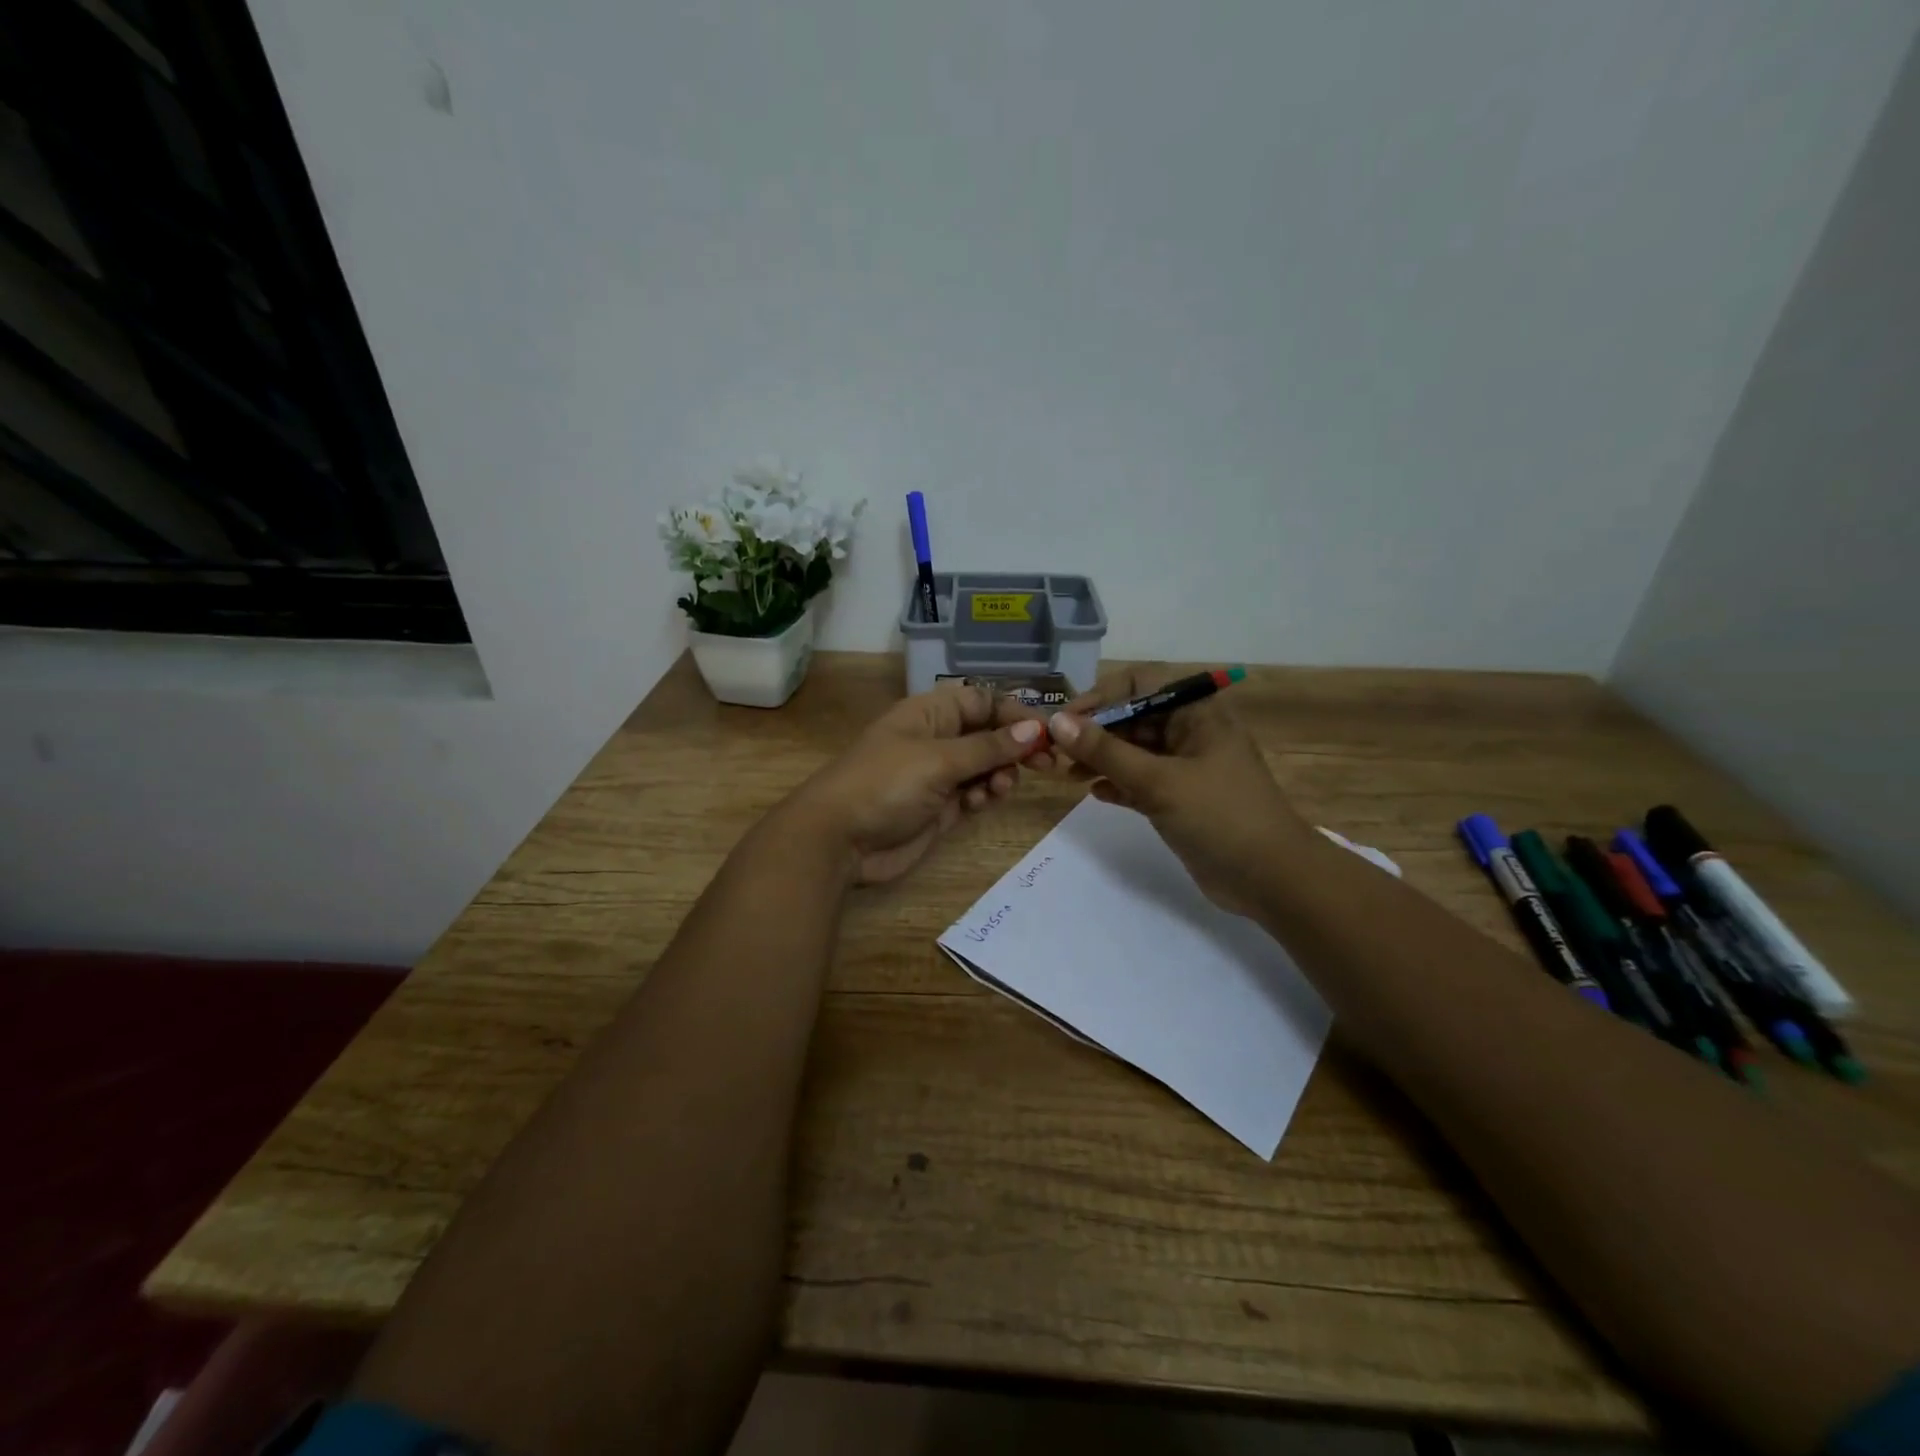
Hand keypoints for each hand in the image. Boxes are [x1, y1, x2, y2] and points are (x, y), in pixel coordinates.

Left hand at [785, 683, 1045, 884]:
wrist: (838, 840)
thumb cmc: (885, 784)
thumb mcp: (939, 760)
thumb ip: (988, 747)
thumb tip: (1034, 729)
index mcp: (930, 713)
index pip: (982, 702)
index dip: (1015, 714)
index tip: (1047, 733)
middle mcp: (936, 739)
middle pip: (988, 735)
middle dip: (1016, 747)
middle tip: (1046, 764)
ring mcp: (937, 775)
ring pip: (986, 766)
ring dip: (1000, 775)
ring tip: (998, 789)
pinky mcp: (939, 808)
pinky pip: (974, 794)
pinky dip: (984, 796)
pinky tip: (980, 804)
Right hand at [1044, 668, 1315, 916]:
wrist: (1272, 879)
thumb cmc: (1220, 816)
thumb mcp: (1159, 781)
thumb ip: (1106, 751)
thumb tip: (1058, 722)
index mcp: (1196, 713)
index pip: (1140, 684)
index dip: (1101, 697)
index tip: (1066, 721)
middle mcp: (1191, 732)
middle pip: (1133, 718)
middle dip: (1095, 732)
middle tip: (1056, 754)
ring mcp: (1186, 767)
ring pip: (1134, 751)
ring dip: (1101, 759)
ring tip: (1067, 775)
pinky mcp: (1181, 799)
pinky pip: (1141, 781)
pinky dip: (1118, 784)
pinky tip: (1094, 794)